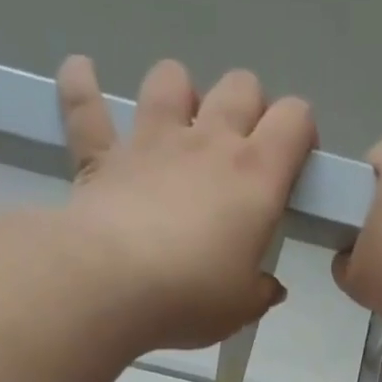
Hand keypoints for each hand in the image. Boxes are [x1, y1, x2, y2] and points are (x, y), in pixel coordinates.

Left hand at [55, 56, 316, 351]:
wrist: (111, 284)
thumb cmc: (191, 297)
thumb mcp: (241, 308)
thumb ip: (260, 292)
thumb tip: (269, 287)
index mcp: (256, 176)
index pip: (295, 118)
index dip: (300, 132)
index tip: (293, 164)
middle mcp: (208, 142)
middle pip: (240, 86)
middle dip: (247, 107)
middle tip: (239, 149)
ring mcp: (151, 140)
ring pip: (171, 78)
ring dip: (178, 92)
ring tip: (175, 124)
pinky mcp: (101, 153)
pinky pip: (85, 102)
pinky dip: (81, 85)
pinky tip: (81, 73)